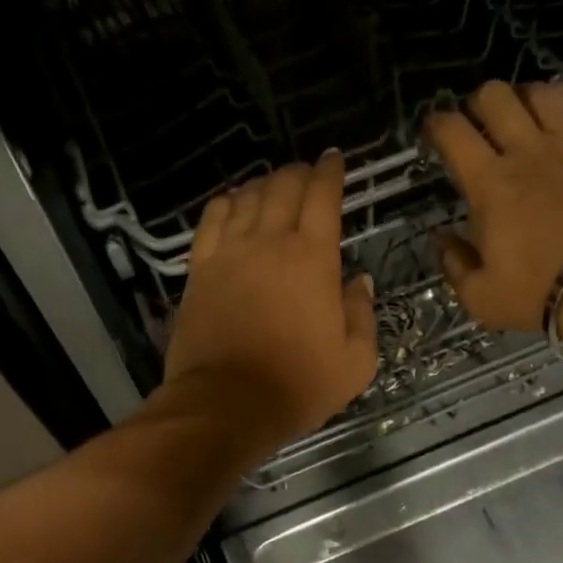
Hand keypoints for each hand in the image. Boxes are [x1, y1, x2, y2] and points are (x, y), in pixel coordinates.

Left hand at [162, 152, 378, 454]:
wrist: (227, 403)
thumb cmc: (298, 385)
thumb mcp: (355, 361)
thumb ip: (362, 314)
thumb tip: (357, 280)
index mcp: (313, 258)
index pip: (323, 197)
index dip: (331, 172)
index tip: (335, 159)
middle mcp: (270, 242)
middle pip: (283, 187)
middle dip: (299, 172)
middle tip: (307, 173)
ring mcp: (229, 253)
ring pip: (247, 198)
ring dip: (263, 184)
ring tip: (273, 186)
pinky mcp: (200, 271)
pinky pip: (211, 220)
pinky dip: (225, 203)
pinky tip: (232, 202)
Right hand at [428, 81, 562, 351]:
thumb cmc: (543, 291)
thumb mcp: (482, 297)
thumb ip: (455, 265)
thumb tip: (442, 240)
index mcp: (489, 184)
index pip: (453, 133)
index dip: (435, 124)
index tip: (432, 133)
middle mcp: (527, 152)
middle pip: (496, 97)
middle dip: (477, 103)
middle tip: (476, 126)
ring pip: (541, 94)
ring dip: (524, 97)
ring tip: (520, 116)